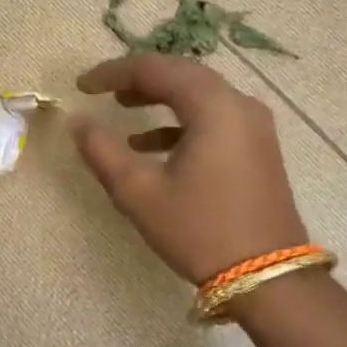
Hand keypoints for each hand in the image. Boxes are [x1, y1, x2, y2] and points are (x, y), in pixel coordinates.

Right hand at [71, 55, 307, 283]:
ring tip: (123, 108)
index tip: (82, 86)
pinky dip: (180, 121)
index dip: (114, 72)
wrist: (268, 277)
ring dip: (159, 97)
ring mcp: (254, 126)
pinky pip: (213, 117)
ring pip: (199, 94)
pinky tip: (151, 145)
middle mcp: (239, 105)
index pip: (156, 69)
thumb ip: (103, 151)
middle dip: (138, 79)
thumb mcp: (140, 193)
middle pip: (181, 74)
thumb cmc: (200, 231)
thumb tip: (78, 122)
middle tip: (102, 89)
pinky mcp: (257, 147)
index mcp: (213, 107)